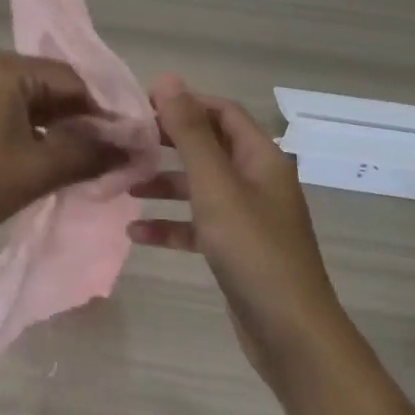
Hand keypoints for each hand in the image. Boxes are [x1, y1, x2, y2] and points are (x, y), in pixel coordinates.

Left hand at [0, 51, 125, 249]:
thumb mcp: (39, 169)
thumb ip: (89, 154)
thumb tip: (132, 150)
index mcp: (10, 69)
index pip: (76, 80)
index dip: (107, 111)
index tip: (130, 141)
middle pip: (56, 87)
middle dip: (86, 119)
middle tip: (114, 152)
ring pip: (36, 101)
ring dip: (63, 127)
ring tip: (90, 158)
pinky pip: (15, 112)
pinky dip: (38, 131)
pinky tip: (54, 157)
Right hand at [128, 75, 354, 394]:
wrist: (290, 334)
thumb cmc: (253, 250)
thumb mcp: (216, 186)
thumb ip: (190, 133)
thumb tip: (168, 79)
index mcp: (261, 157)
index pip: (222, 112)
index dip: (185, 102)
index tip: (142, 104)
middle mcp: (258, 180)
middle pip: (210, 147)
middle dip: (169, 142)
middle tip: (127, 140)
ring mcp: (249, 217)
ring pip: (201, 187)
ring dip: (165, 184)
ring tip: (124, 184)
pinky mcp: (237, 250)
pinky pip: (200, 225)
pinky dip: (172, 225)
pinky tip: (137, 234)